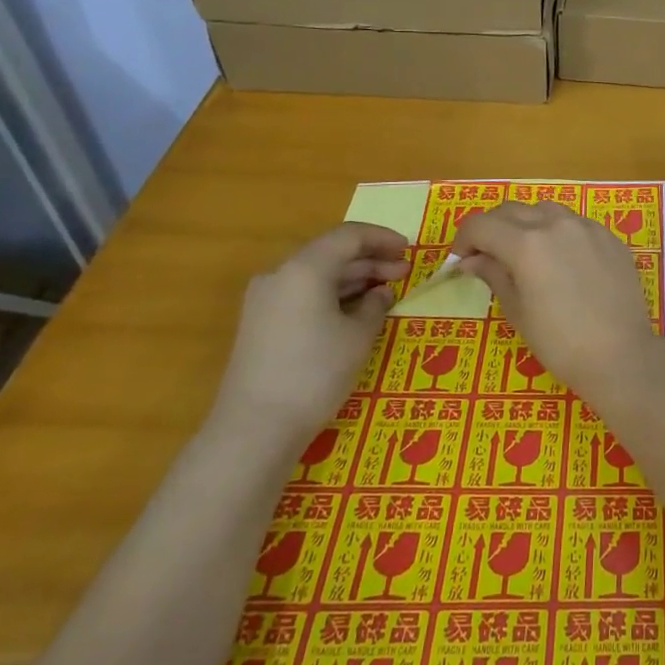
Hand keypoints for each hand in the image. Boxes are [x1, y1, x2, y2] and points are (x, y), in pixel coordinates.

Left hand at [211, 223, 410, 451]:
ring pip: (317, 275)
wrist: (255, 428)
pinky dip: (332, 295)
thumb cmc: (316, 373)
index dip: (382, 238)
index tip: (409, 249)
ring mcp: (265, 300)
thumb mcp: (359, 337)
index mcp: (305, 268)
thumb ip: (376, 305)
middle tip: (404, 272)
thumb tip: (381, 293)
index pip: (349, 236)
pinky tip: (356, 311)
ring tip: (386, 291)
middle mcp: (280, 275)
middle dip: (370, 260)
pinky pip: (303, 294)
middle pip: (331, 253)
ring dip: (353, 278)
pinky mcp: (260, 323)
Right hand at [453, 202, 664, 403]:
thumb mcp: (517, 311)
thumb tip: (472, 260)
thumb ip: (494, 275)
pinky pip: (575, 223)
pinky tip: (562, 260)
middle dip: (492, 228)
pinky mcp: (610, 237)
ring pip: (545, 210)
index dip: (464, 239)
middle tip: (487, 256)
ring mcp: (587, 227)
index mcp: (526, 244)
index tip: (461, 261)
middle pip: (511, 210)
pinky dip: (558, 232)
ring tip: (525, 254)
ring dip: (526, 224)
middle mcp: (556, 224)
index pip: (481, 225)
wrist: (620, 354)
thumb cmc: (560, 342)